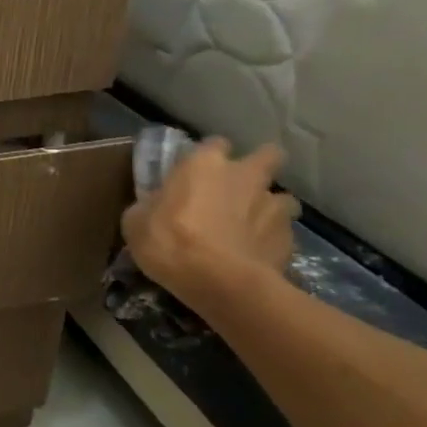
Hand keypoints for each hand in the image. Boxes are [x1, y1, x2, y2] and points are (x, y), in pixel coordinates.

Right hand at [121, 138, 298, 313]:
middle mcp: (244, 175)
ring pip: (282, 197)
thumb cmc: (169, 242)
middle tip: (241, 187)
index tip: (198, 173)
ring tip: (252, 226)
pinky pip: (283, 232)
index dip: (208, 157)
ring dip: (269, 207)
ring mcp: (272, 205)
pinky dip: (271, 240)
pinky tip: (256, 255)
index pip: (213, 144)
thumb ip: (150, 206)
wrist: (220, 282)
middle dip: (260, 166)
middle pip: (267, 156)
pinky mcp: (290, 237)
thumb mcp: (136, 223)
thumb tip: (155, 206)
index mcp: (203, 164)